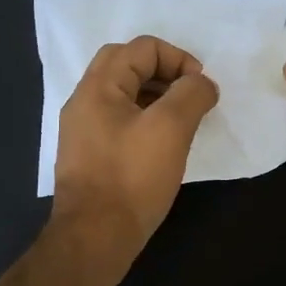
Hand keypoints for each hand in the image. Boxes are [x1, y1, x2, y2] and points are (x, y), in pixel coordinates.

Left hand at [53, 36, 219, 259]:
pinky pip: (119, 119)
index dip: (179, 59)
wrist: (95, 238)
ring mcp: (83, 130)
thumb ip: (191, 94)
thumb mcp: (171, 128)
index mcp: (99, 87)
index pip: (143, 47)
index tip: (200, 89)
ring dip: (156, 95)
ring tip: (183, 120)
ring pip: (123, 93)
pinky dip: (145, 118)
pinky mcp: (89, 155)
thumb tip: (202, 84)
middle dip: (165, 72)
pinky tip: (163, 144)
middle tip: (189, 96)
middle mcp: (84, 101)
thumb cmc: (133, 178)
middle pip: (127, 64)